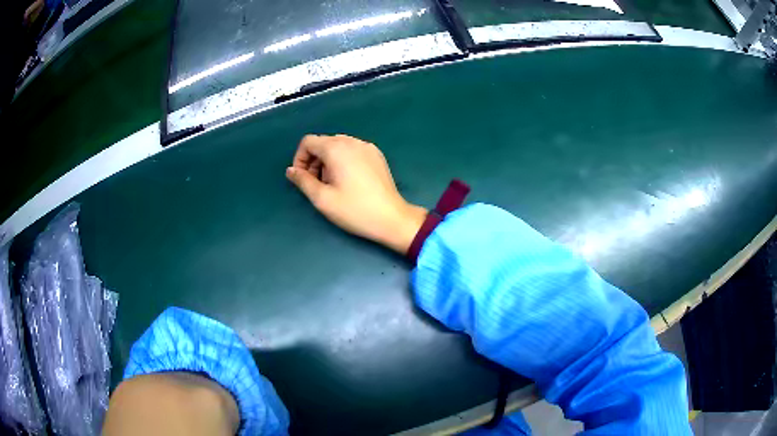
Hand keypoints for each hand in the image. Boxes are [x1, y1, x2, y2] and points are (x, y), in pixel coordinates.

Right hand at [287, 134, 426, 253]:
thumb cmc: (354, 210)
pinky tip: (348, 180)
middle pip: (323, 142)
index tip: (302, 178)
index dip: (300, 158)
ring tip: (332, 183)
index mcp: (336, 149)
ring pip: (338, 145)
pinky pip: (353, 150)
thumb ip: (302, 181)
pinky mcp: (377, 155)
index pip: (308, 141)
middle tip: (316, 184)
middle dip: (313, 160)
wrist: (391, 218)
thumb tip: (291, 170)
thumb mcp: (322, 199)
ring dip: (328, 160)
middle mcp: (351, 141)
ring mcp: (367, 146)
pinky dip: (344, 159)